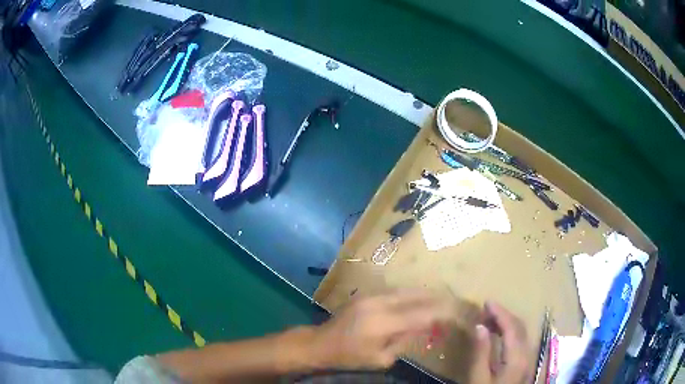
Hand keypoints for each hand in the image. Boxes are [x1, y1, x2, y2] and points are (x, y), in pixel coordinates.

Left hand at [310, 290, 455, 369]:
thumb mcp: (381, 358)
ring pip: (407, 289)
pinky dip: (411, 294)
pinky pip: (395, 291)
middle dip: (437, 298)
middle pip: (417, 295)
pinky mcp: (366, 293)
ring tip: (440, 298)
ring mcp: (372, 295)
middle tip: (453, 301)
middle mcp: (380, 303)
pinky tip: (418, 299)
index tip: (457, 312)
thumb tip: (426, 326)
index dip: (442, 312)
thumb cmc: (351, 356)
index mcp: (384, 323)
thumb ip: (406, 340)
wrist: (321, 342)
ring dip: (425, 294)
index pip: (422, 313)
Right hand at [470, 302, 532, 383]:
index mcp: (516, 358)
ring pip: (522, 333)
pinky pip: (521, 341)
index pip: (512, 327)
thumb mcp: (478, 378)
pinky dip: (511, 332)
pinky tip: (500, 335)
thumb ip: (481, 352)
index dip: (500, 312)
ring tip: (490, 320)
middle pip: (520, 327)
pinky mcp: (525, 364)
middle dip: (504, 315)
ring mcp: (528, 359)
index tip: (486, 302)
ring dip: (508, 323)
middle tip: (485, 310)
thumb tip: (480, 327)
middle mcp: (527, 355)